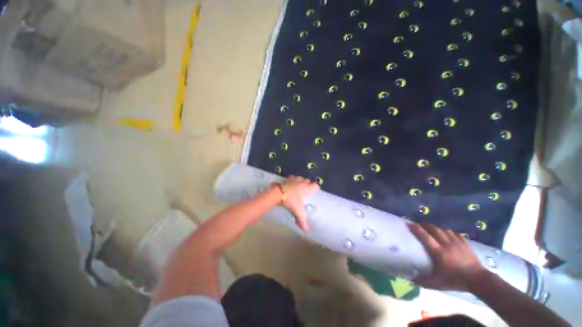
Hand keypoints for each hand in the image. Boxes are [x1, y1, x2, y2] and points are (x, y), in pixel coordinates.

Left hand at [280, 176, 319, 231]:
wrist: (278, 193)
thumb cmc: (291, 201)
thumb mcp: (297, 211)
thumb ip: (302, 221)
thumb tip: (306, 230)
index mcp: (308, 188)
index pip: (316, 186)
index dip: (315, 189)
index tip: (313, 193)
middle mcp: (303, 182)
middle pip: (309, 181)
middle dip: (308, 185)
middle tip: (305, 193)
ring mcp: (296, 179)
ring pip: (301, 179)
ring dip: (301, 182)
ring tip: (298, 189)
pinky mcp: (289, 178)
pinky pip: (293, 178)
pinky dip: (293, 181)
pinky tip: (290, 186)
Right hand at [408, 222, 486, 291]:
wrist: (478, 280)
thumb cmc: (456, 281)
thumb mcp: (438, 284)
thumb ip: (423, 282)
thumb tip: (410, 279)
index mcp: (439, 252)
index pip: (425, 237)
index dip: (416, 229)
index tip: (409, 224)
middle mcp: (447, 244)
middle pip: (434, 230)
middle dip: (425, 225)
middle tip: (419, 224)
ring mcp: (457, 242)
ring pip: (444, 230)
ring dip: (436, 227)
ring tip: (431, 228)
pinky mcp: (465, 243)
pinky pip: (455, 233)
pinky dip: (448, 231)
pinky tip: (446, 232)